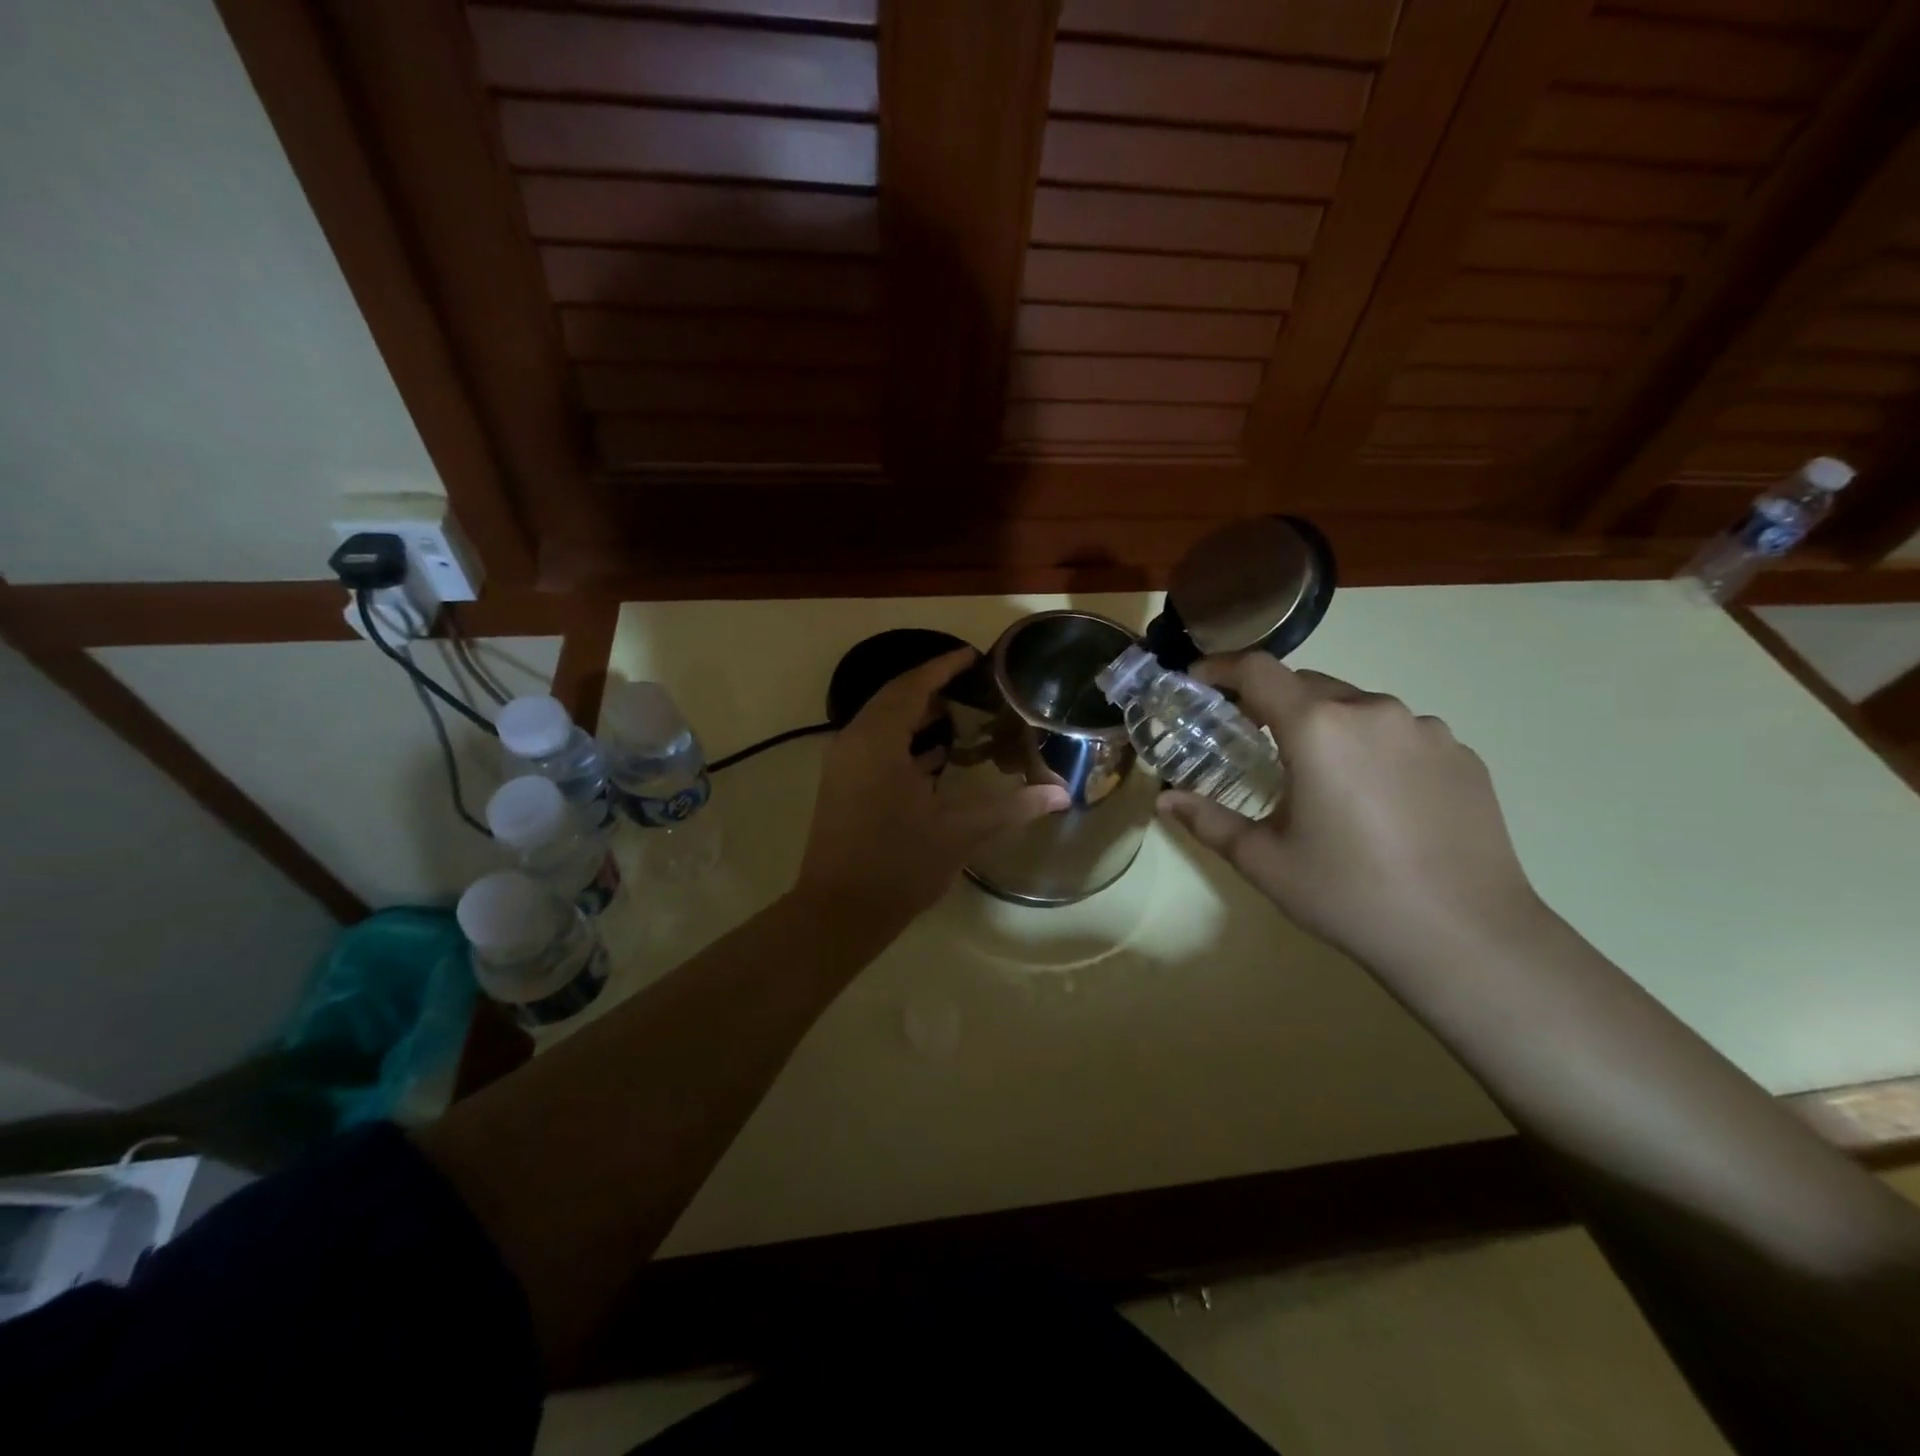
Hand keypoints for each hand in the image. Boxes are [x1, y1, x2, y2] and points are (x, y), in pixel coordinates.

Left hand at [795, 647, 1069, 931]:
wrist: (839, 912)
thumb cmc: (899, 865)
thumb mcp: (960, 833)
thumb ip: (1012, 808)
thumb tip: (1060, 795)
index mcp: (878, 742)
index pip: (912, 686)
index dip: (943, 667)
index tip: (972, 656)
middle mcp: (854, 743)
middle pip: (893, 698)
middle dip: (931, 687)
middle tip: (972, 686)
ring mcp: (843, 765)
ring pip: (881, 722)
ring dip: (916, 714)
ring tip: (960, 715)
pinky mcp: (841, 786)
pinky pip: (874, 745)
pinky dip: (903, 740)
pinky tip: (935, 756)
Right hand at [1159, 655, 1544, 970]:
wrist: (1466, 937)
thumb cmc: (1348, 894)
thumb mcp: (1263, 861)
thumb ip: (1208, 821)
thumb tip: (1165, 800)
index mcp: (1318, 727)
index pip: (1259, 670)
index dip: (1221, 668)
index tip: (1199, 682)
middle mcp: (1374, 711)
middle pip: (1308, 685)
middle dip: (1272, 704)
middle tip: (1253, 743)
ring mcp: (1427, 730)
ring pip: (1358, 709)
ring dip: (1327, 727)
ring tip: (1322, 780)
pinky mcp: (1463, 755)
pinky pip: (1402, 735)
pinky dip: (1374, 750)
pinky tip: (1378, 802)